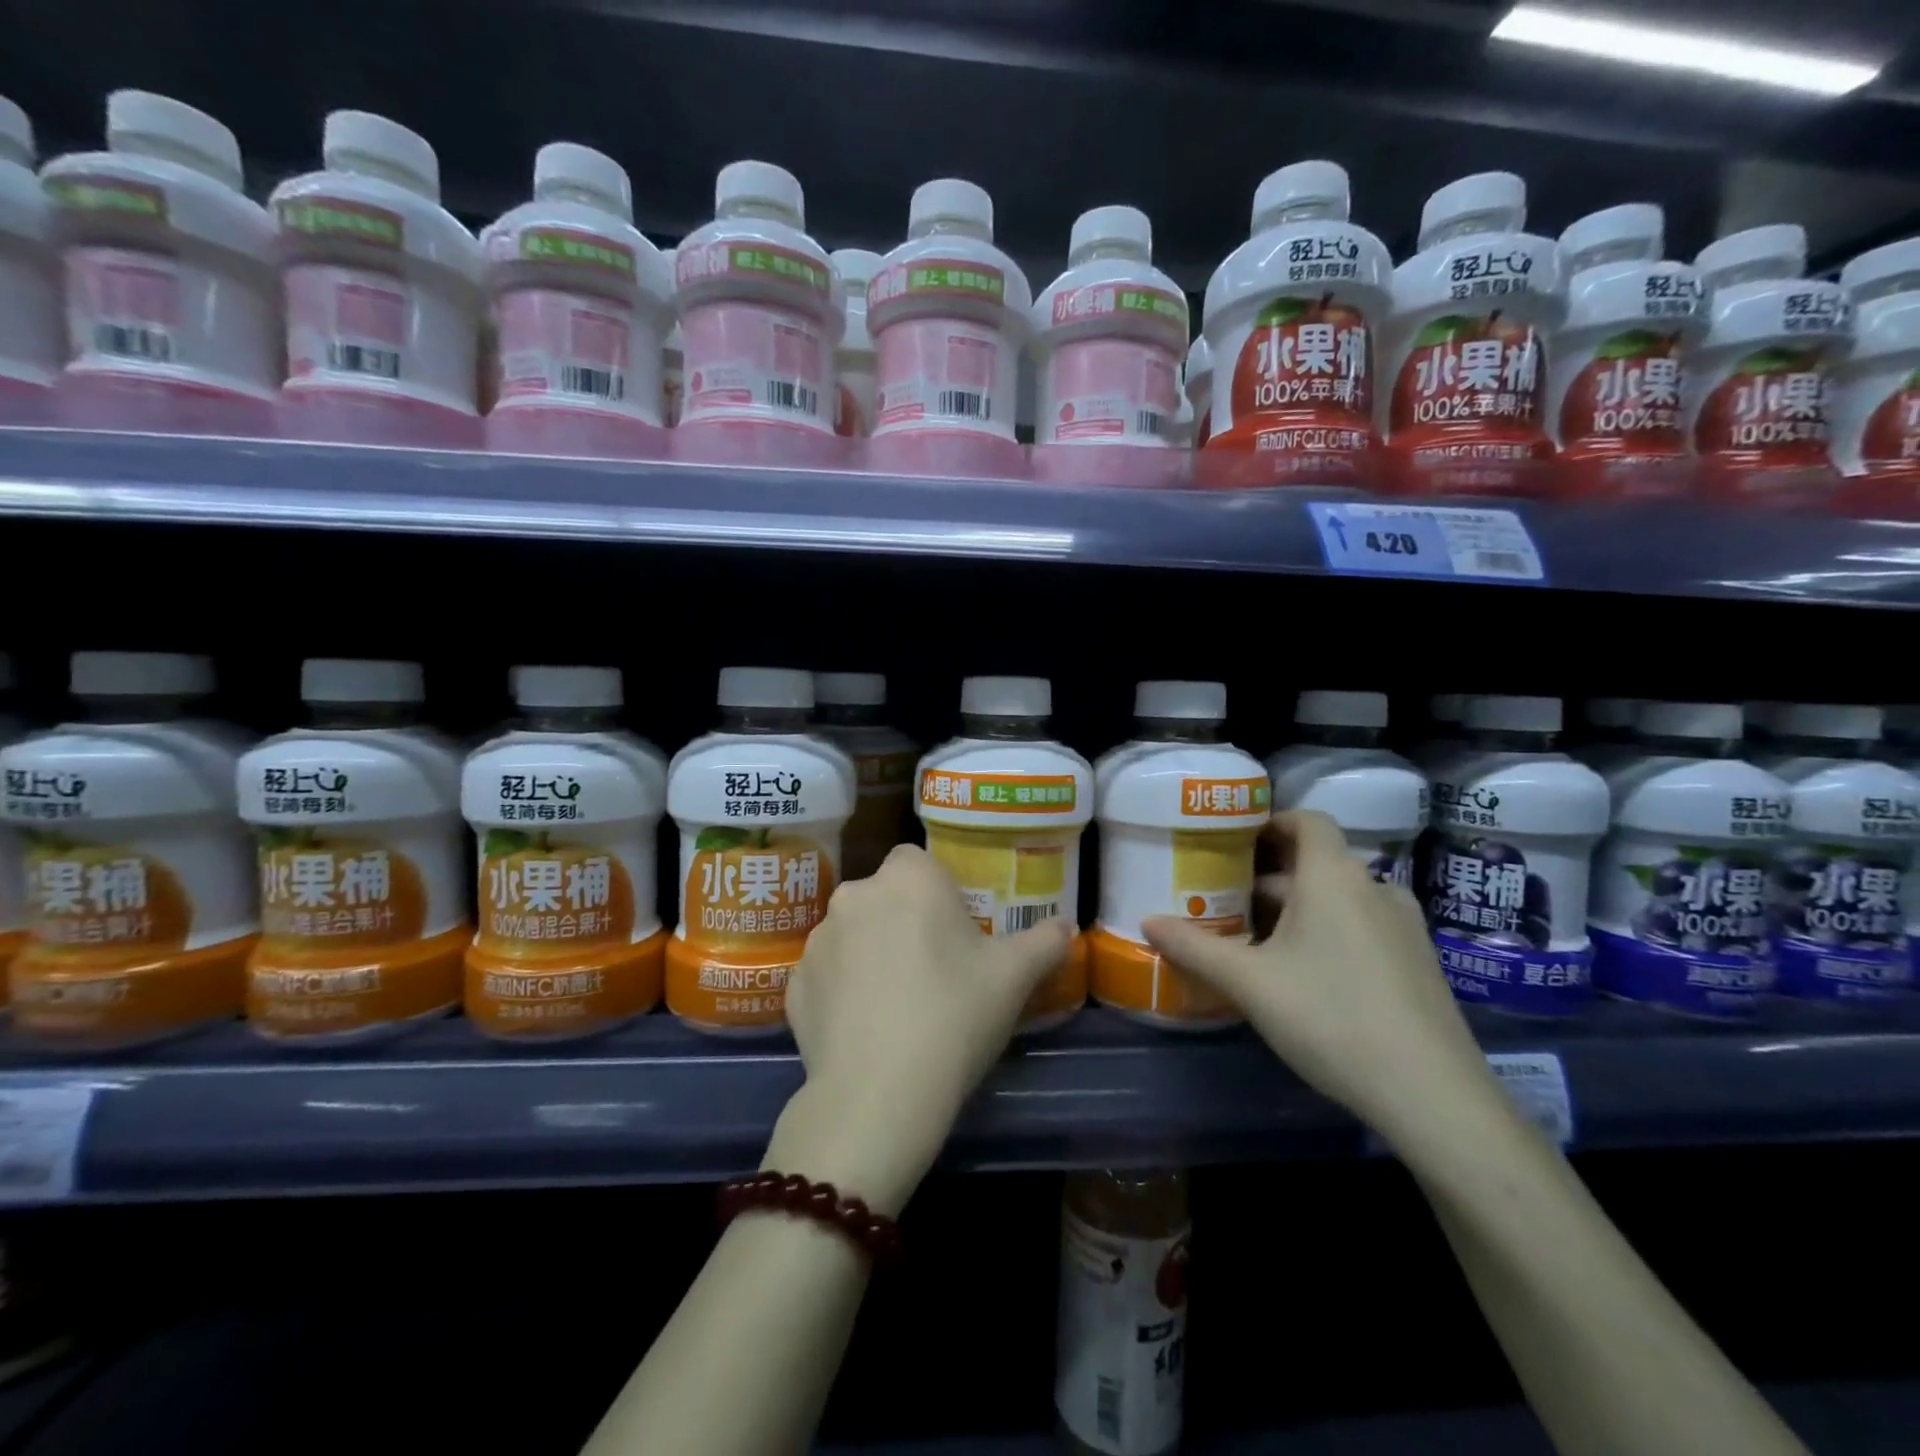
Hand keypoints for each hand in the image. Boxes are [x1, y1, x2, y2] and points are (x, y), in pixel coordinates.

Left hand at [770, 844, 1073, 1213]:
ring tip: (895, 1004)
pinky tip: (862, 1029)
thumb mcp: (1013, 979)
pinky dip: (841, 990)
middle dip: (902, 919)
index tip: (953, 931)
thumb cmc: (954, 1016)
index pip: (917, 861)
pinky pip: (826, 974)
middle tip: (931, 969)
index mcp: (908, 879)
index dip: (935, 891)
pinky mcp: (794, 983)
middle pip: (884, 895)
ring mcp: (817, 939)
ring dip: (869, 951)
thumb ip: (1044, 942)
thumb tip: (1067, 926)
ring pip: (852, 932)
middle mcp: (856, 895)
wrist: (879, 1095)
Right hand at [1141, 810, 1501, 1147]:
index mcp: (1333, 876)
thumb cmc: (1330, 1017)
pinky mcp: (1419, 962)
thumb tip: (1146, 921)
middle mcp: (1374, 887)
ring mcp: (1404, 926)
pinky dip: (1330, 933)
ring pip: (1339, 899)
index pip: (1306, 820)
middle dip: (1269, 879)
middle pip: (1316, 864)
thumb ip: (1194, 947)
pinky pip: (1363, 927)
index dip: (1271, 823)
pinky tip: (1305, 976)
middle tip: (1225, 902)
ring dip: (1299, 909)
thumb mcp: (1249, 983)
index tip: (1233, 842)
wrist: (1431, 1094)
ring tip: (1257, 941)